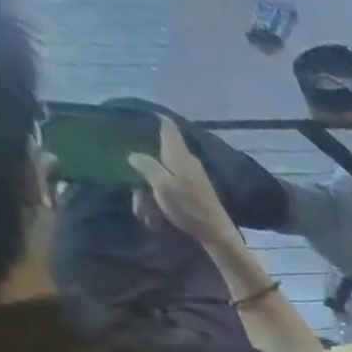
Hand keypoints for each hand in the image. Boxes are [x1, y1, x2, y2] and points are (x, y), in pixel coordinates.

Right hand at [126, 117, 238, 245]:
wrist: (218, 235)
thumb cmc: (189, 208)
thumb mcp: (162, 184)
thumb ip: (146, 165)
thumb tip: (134, 154)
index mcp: (180, 155)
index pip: (168, 127)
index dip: (155, 118)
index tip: (139, 116)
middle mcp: (188, 163)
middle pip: (160, 154)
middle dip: (144, 168)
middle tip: (136, 186)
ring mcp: (194, 180)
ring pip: (163, 176)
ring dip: (150, 192)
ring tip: (145, 211)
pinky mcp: (197, 195)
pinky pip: (172, 191)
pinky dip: (162, 201)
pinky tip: (156, 218)